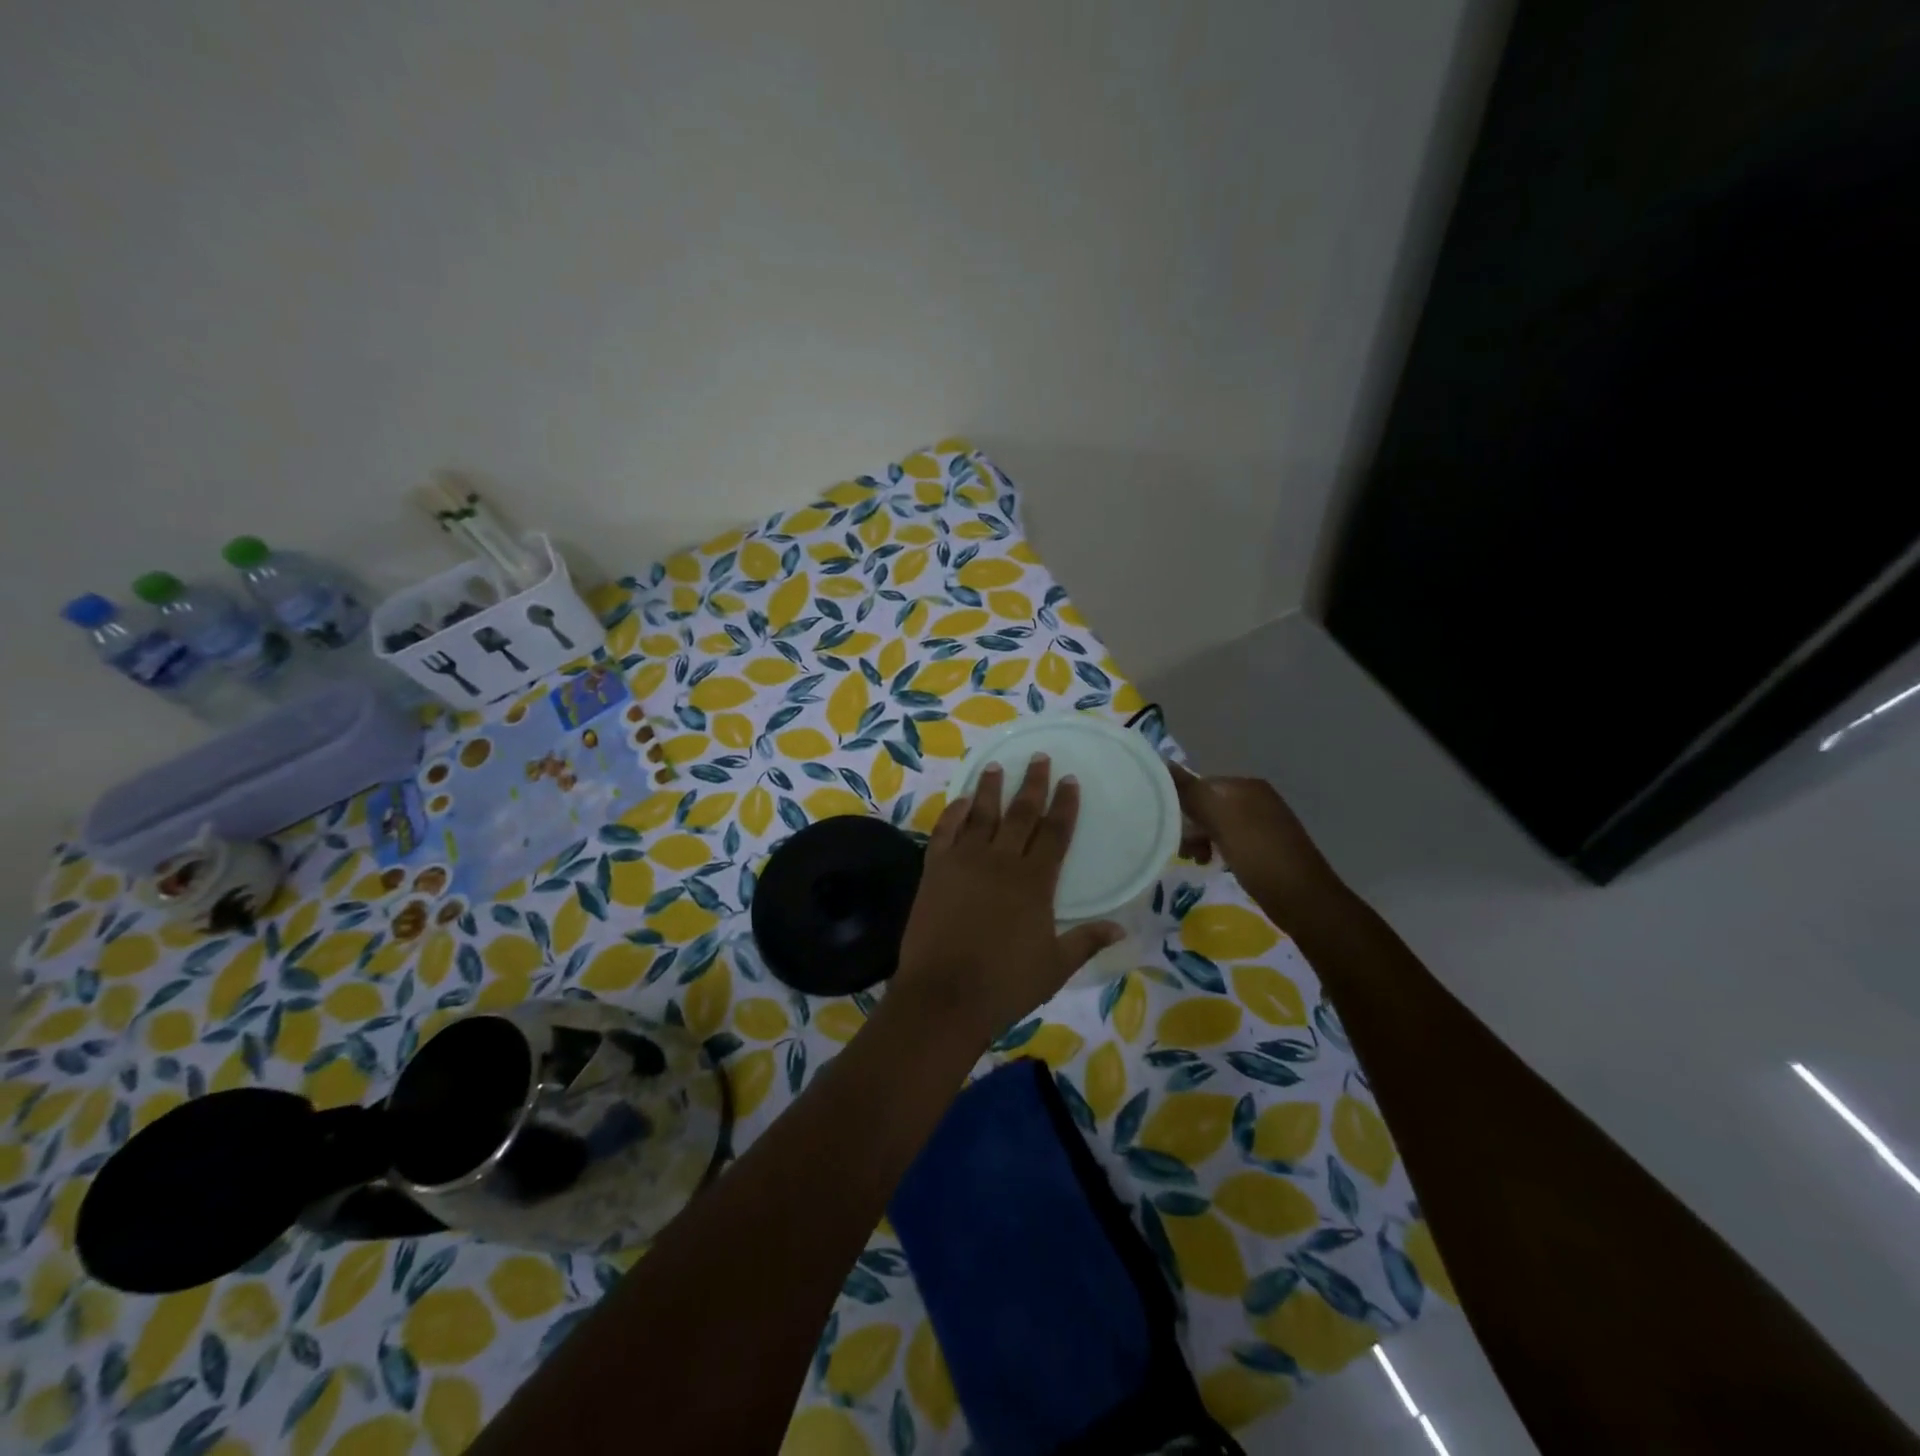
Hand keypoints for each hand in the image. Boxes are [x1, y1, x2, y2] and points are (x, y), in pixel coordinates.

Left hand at [895, 756, 1122, 1041]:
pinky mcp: (935, 870)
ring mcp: (965, 862)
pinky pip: (945, 831)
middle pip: (1021, 813)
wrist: (945, 995)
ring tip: (996, 766)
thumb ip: (1087, 940)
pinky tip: (961, 800)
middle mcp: (1002, 861)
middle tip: (1039, 758)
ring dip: (991, 789)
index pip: (1055, 832)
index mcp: (1035, 881)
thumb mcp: (1055, 966)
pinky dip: (954, 812)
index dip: (1065, 804)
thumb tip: (1122, 927)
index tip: (1070, 780)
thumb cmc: (1006, 984)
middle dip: (1033, 784)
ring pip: (982, 814)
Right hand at [1169, 762, 1341, 923]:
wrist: (1303, 899)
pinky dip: (1217, 850)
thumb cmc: (1259, 855)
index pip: (1199, 784)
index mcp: (1246, 786)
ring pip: (1217, 825)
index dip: (1180, 804)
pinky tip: (1214, 865)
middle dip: (1190, 825)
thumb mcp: (1221, 820)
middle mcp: (1255, 799)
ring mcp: (1262, 823)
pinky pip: (1230, 841)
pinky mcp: (1264, 847)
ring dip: (1201, 840)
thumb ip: (1192, 792)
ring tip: (1197, 860)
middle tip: (1181, 850)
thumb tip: (1163, 764)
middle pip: (1207, 805)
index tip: (1169, 829)